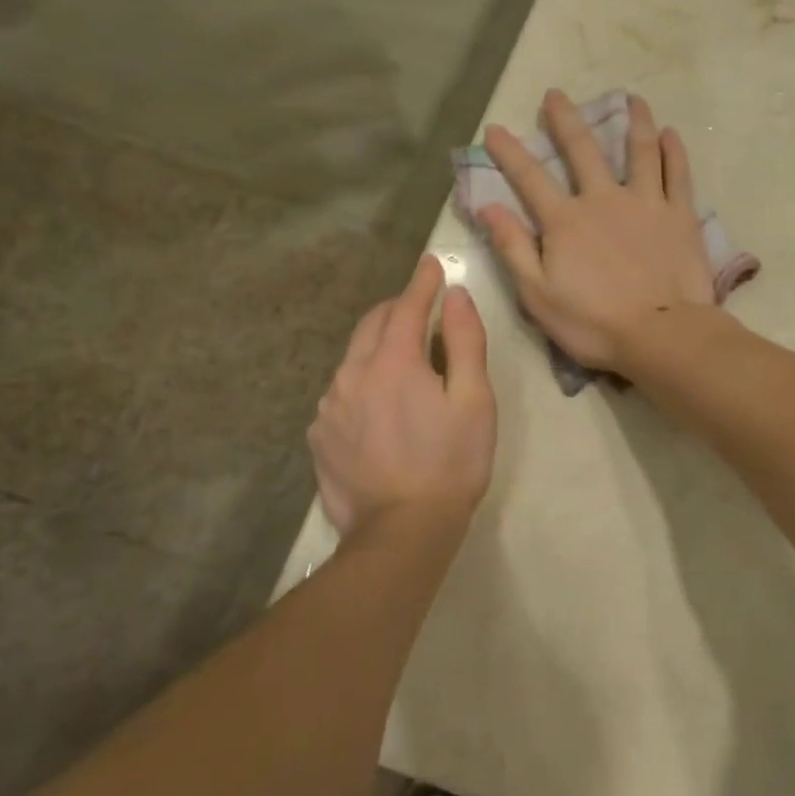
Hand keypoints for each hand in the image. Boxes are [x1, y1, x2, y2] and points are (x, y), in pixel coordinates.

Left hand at [309, 254, 495, 538]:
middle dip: (396, 309)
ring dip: (376, 347)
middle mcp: (352, 375)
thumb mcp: (474, 400)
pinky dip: (361, 383)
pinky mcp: (320, 438)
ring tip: (401, 359)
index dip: (422, 283)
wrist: (402, 531)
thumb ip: (464, 342)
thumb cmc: (451, 463)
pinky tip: (377, 405)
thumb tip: (455, 297)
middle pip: (371, 325)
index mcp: (393, 362)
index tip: (431, 264)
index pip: (406, 307)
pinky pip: (341, 394)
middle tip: (418, 306)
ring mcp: (329, 408)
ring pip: (352, 360)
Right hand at [480, 91, 714, 372]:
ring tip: (632, 99)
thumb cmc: (594, 323)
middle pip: (583, 150)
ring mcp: (646, 203)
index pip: (530, 178)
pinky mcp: (680, 215)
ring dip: (634, 121)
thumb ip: (513, 248)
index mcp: (566, 221)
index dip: (509, 152)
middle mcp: (604, 199)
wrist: (662, 334)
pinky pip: (677, 174)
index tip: (495, 129)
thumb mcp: (538, 295)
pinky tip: (671, 134)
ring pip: (640, 150)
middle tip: (557, 94)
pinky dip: (673, 151)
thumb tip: (488, 207)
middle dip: (565, 120)